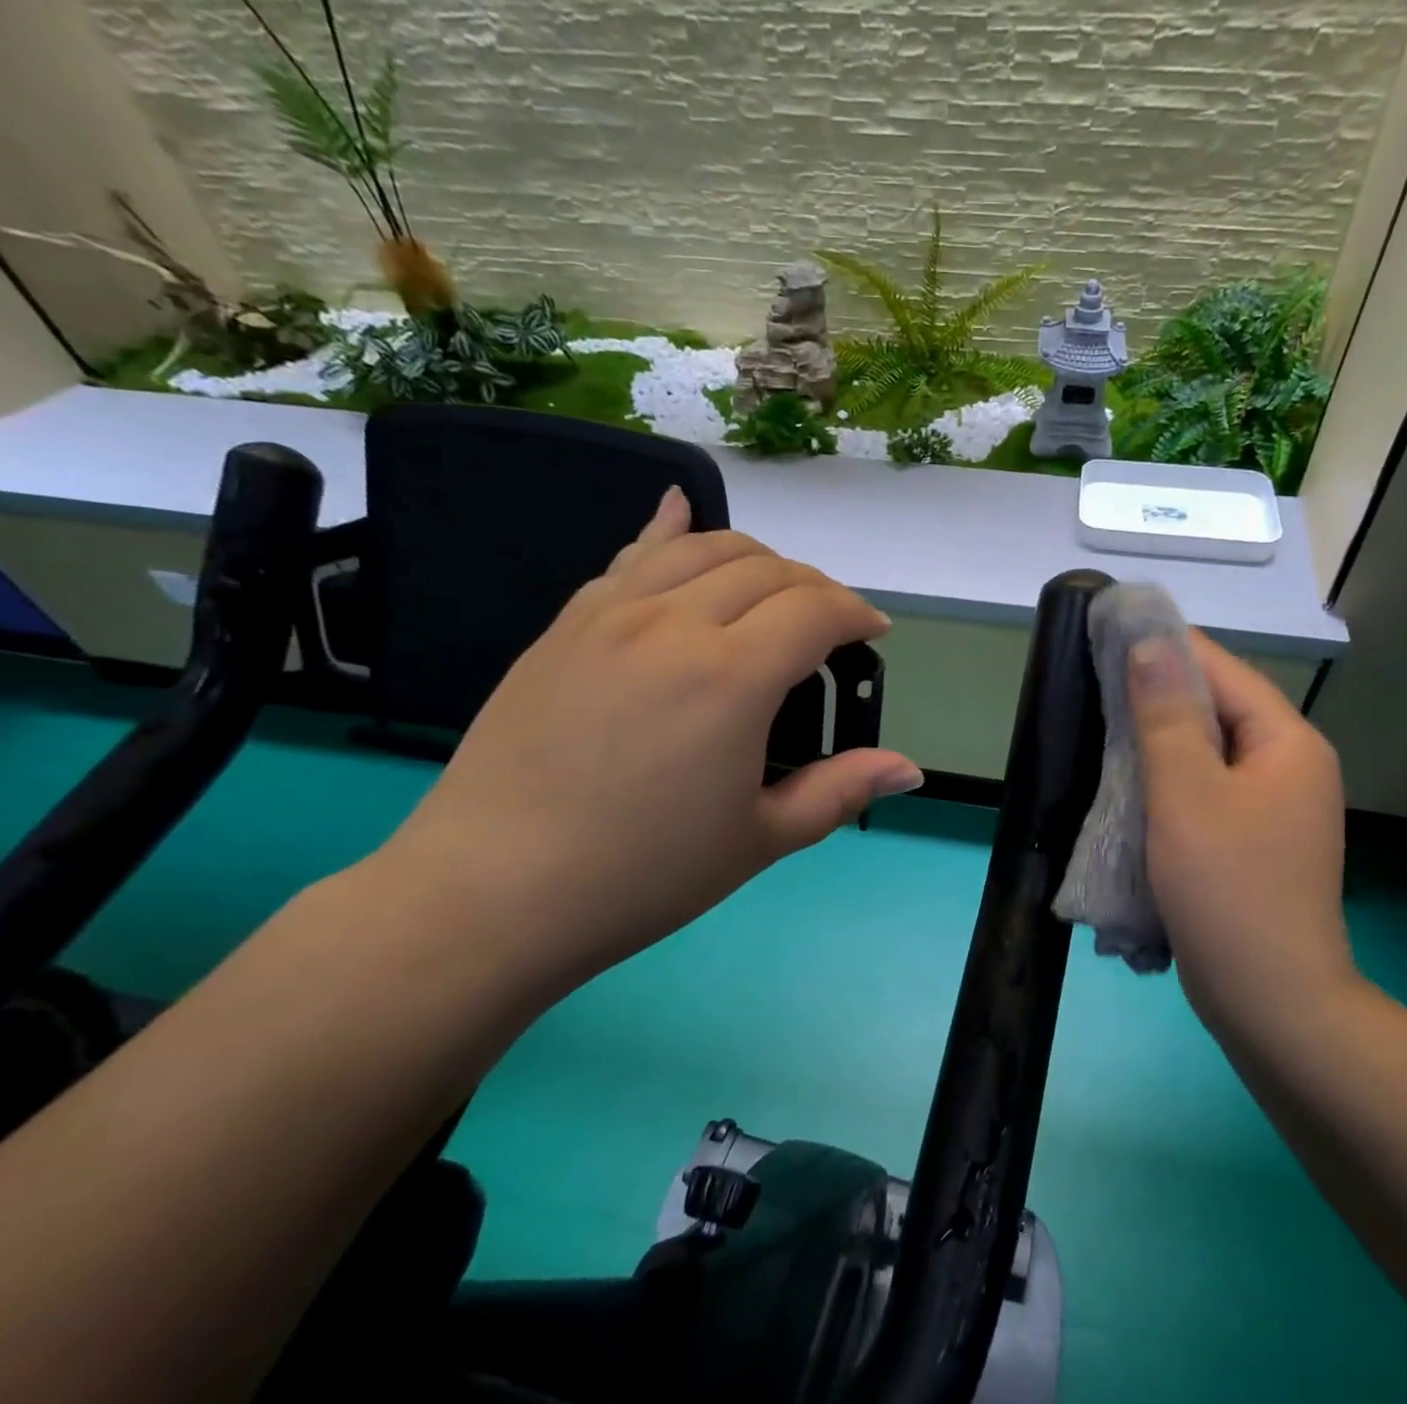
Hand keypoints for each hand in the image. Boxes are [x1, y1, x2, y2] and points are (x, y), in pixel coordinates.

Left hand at [376, 488, 922, 996]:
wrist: (495, 890)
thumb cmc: (644, 874)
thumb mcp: (760, 839)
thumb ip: (840, 791)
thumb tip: (910, 769)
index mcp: (732, 677)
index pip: (816, 609)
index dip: (857, 614)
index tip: (873, 634)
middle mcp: (675, 623)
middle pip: (767, 568)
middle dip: (815, 587)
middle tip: (829, 628)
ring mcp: (611, 615)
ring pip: (702, 548)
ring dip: (756, 558)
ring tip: (773, 591)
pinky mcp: (566, 624)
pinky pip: (629, 556)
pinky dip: (668, 531)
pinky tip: (677, 511)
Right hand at [1129, 632, 1355, 1031]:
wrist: (1272, 1002)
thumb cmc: (1227, 890)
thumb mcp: (1186, 794)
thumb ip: (1166, 715)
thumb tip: (1151, 642)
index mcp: (1286, 743)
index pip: (1222, 669)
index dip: (1165, 646)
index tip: (1108, 634)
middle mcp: (1290, 766)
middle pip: (1218, 709)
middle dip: (1157, 695)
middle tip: (1094, 686)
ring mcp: (1276, 808)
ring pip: (1209, 753)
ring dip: (1159, 740)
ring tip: (1102, 729)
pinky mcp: (1255, 842)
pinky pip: (1207, 791)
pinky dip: (1169, 781)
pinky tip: (1130, 786)